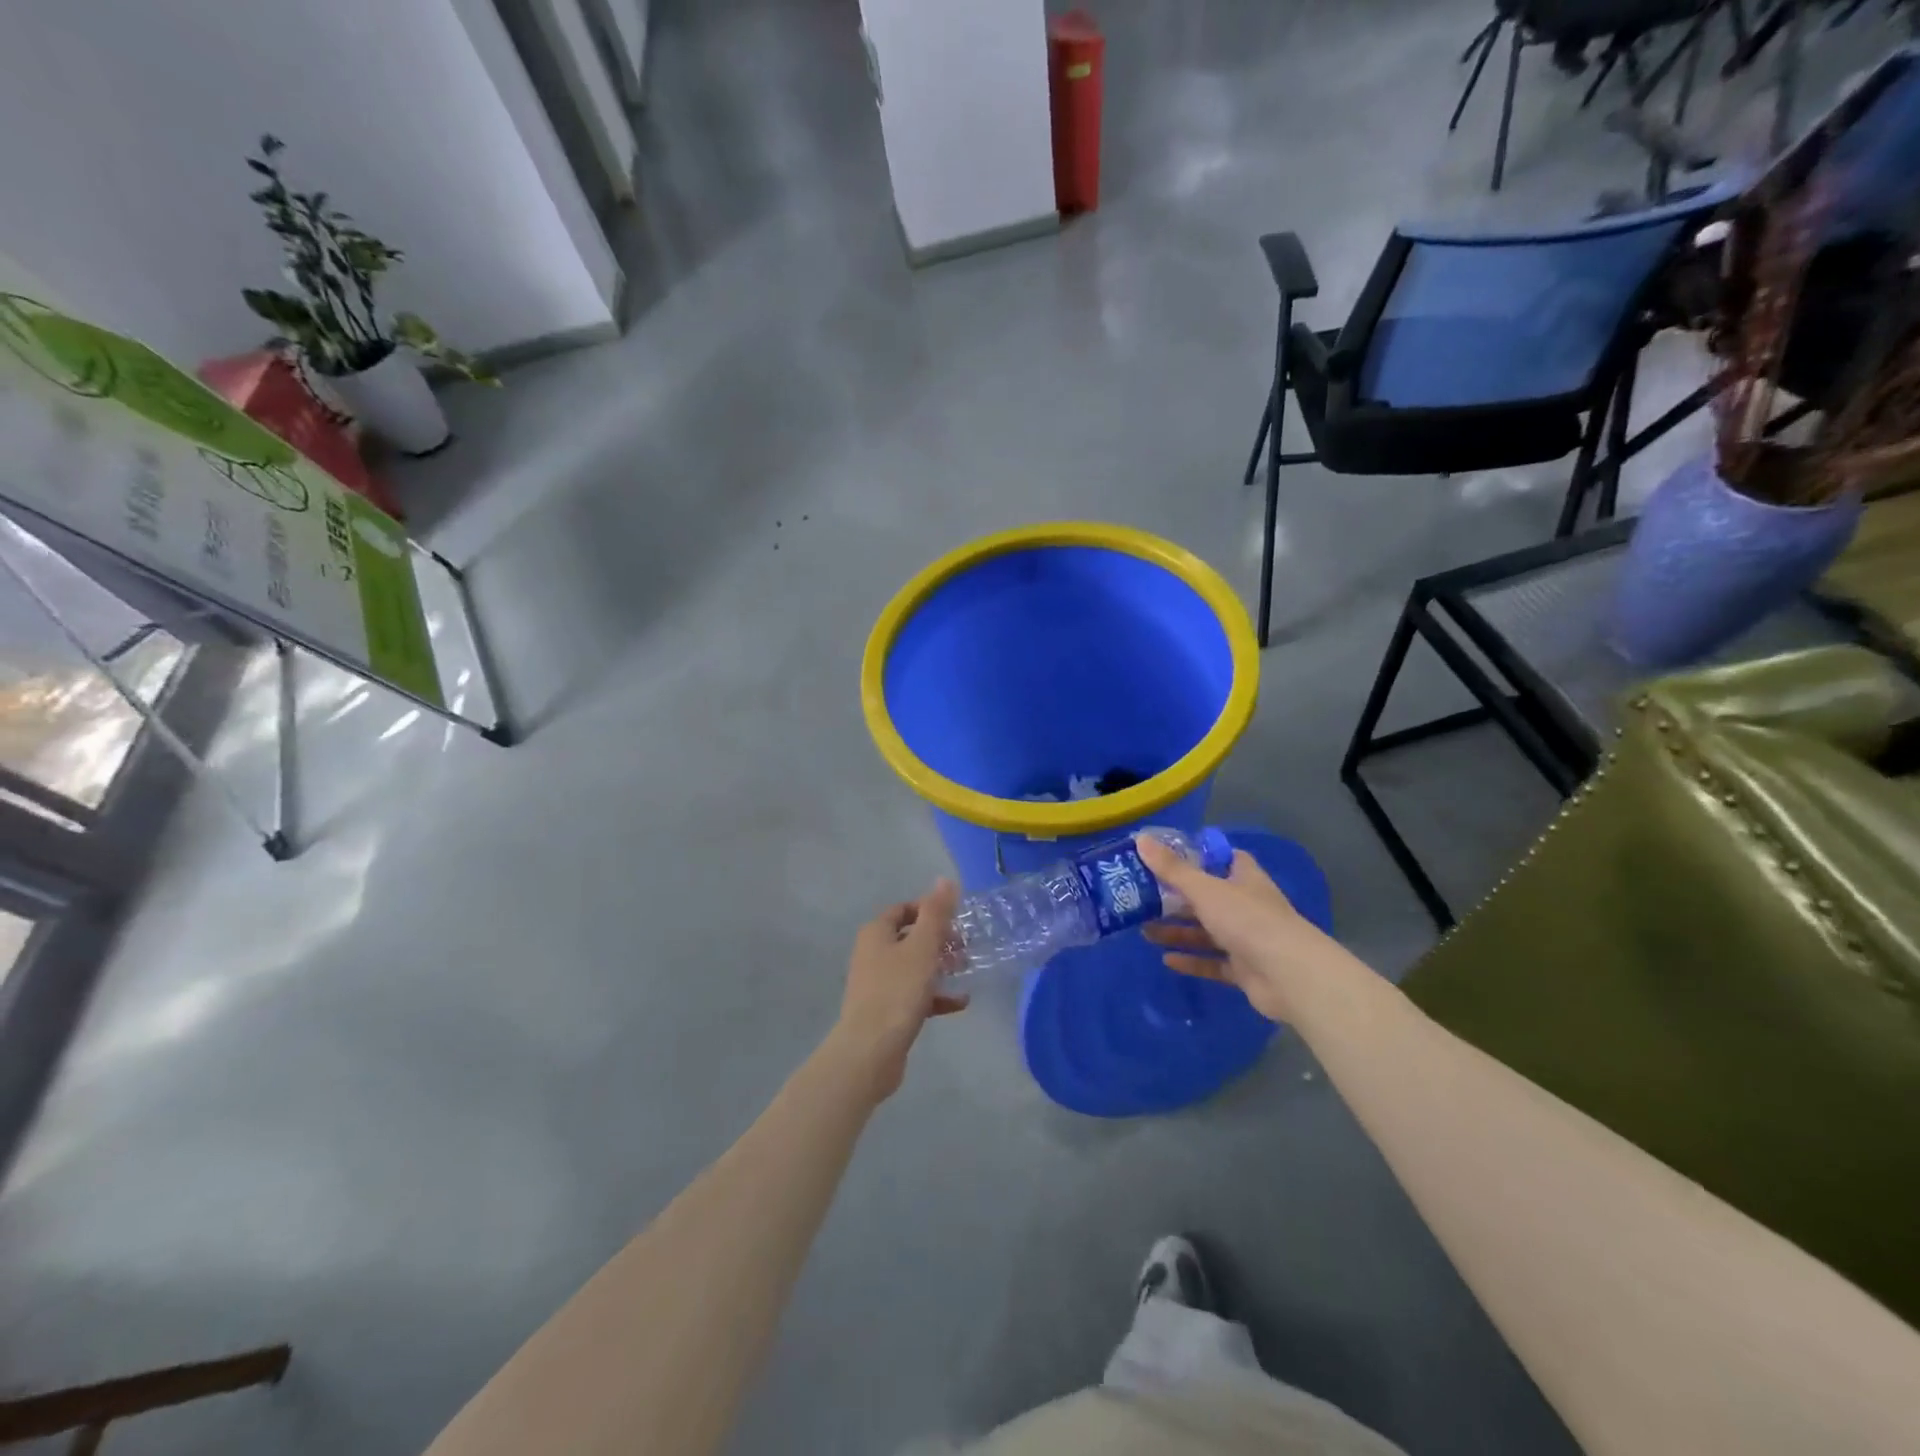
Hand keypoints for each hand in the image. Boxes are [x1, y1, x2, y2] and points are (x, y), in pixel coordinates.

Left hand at [830, 878, 965, 1101]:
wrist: (870, 1051)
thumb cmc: (897, 991)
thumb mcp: (923, 947)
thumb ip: (936, 913)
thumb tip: (945, 880)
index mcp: (876, 933)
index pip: (904, 909)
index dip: (929, 911)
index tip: (956, 921)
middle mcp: (872, 954)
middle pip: (909, 938)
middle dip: (939, 940)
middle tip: (965, 947)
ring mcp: (877, 984)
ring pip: (913, 967)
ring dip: (939, 967)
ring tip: (966, 971)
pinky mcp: (885, 1011)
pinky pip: (913, 994)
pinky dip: (935, 995)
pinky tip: (960, 1003)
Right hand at [1138, 836, 1333, 1022]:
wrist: (1289, 975)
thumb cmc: (1247, 919)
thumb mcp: (1204, 889)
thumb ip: (1172, 868)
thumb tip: (1140, 839)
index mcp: (1244, 879)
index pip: (1223, 859)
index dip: (1197, 856)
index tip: (1167, 857)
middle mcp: (1246, 906)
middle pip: (1208, 898)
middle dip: (1176, 900)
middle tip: (1143, 898)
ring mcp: (1247, 939)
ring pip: (1207, 932)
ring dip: (1178, 931)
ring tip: (1145, 931)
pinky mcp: (1245, 970)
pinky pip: (1212, 963)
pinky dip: (1191, 961)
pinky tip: (1166, 960)